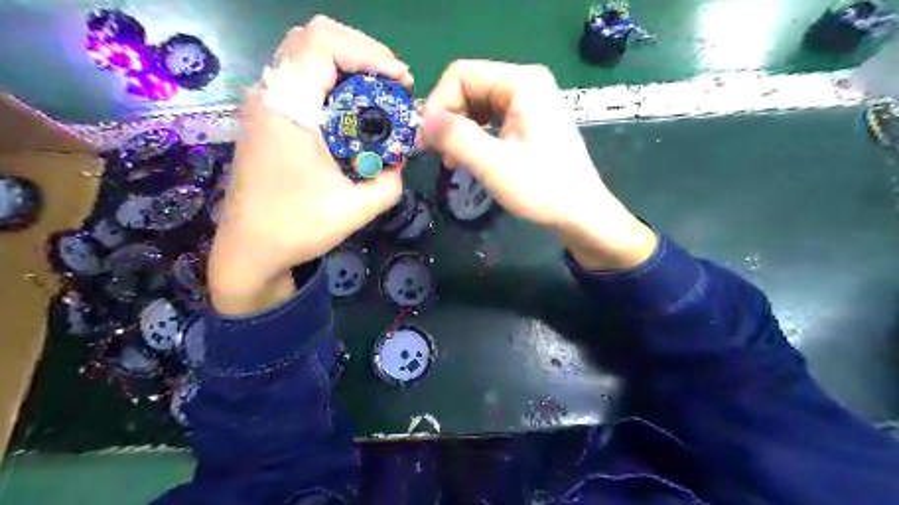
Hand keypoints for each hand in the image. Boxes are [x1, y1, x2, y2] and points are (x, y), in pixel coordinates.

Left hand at [209, 15, 411, 314]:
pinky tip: (355, 110)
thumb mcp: (357, 209)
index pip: (323, 44)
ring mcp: (264, 105)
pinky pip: (302, 79)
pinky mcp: (267, 118)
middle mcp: (269, 96)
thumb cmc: (297, 229)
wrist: (249, 251)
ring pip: (306, 55)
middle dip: (362, 52)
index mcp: (287, 110)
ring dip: (348, 65)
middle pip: (314, 38)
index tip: (400, 81)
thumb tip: (400, 161)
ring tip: (380, 92)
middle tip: (393, 82)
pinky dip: (333, 82)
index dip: (369, 52)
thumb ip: (390, 182)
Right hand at [422, 60, 653, 269]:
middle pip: (468, 87)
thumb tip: (424, 122)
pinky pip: (489, 119)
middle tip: (438, 153)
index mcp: (522, 82)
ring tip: (452, 160)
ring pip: (476, 104)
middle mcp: (526, 83)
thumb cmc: (543, 189)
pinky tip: (468, 158)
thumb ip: (456, 137)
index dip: (437, 104)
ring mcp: (529, 102)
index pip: (461, 74)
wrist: (580, 215)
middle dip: (447, 119)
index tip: (427, 141)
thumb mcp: (494, 164)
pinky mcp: (528, 121)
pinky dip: (473, 136)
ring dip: (458, 130)